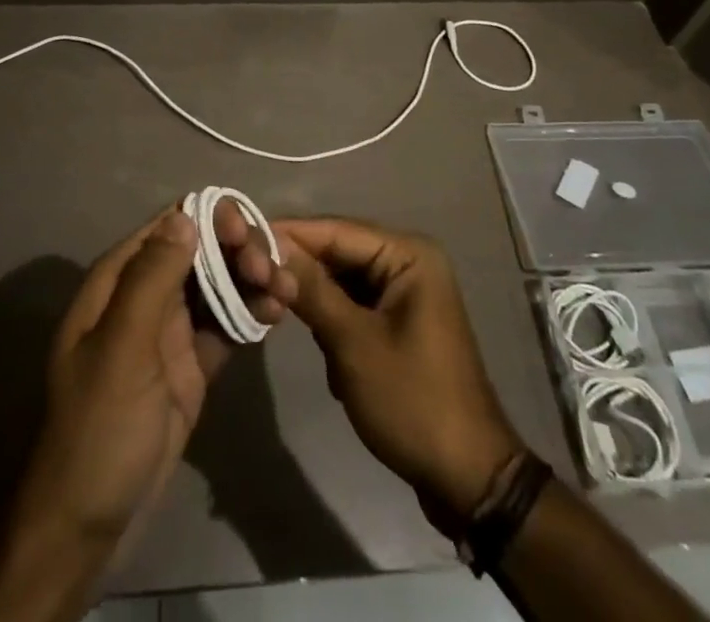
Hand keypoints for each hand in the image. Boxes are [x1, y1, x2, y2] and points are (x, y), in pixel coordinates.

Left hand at [0, 203, 295, 621]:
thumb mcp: (123, 349)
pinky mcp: (193, 363)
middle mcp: (147, 294)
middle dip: (238, 250)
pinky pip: (227, 323)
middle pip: (201, 249)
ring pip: (219, 283)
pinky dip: (251, 313)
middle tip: (271, 271)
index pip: (170, 225)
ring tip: (285, 291)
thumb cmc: (99, 428)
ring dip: (252, 279)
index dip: (211, 218)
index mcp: (120, 280)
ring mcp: (171, 329)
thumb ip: (153, 279)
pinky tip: (277, 313)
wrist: (90, 525)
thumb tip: (186, 215)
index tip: (245, 235)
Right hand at [279, 217, 522, 527]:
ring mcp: (406, 293)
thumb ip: (312, 290)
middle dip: (300, 271)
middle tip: (252, 279)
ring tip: (280, 313)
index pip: (336, 230)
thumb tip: (270, 246)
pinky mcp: (399, 322)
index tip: (241, 237)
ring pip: (342, 280)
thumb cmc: (412, 401)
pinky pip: (354, 305)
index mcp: (408, 254)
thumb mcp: (353, 343)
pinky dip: (333, 322)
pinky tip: (322, 347)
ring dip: (316, 300)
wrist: (467, 478)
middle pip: (339, 252)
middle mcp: (408, 262)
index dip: (289, 234)